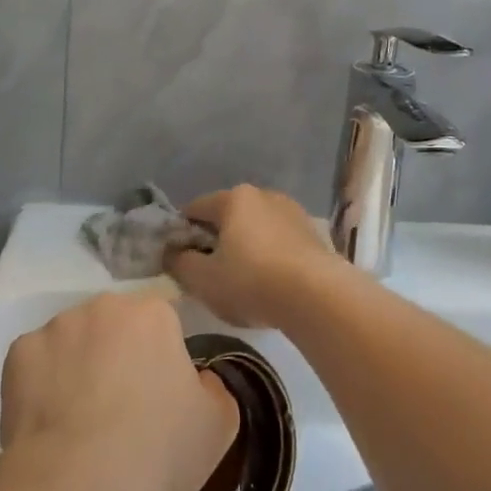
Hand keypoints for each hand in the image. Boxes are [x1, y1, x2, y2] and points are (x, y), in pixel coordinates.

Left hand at [0, 291, 238, 490]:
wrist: (77, 482)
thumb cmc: (157, 448)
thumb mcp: (217, 427)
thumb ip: (215, 391)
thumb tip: (198, 381)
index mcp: (153, 314)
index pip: (163, 324)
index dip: (162, 359)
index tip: (160, 395)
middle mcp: (104, 306)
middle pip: (115, 327)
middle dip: (118, 356)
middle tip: (121, 408)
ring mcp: (57, 327)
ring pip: (74, 342)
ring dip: (79, 367)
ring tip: (80, 421)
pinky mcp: (18, 354)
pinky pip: (36, 364)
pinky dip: (42, 385)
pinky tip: (50, 423)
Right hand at [166, 184, 342, 328]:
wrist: (318, 296)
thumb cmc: (251, 282)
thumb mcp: (203, 280)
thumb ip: (180, 263)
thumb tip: (173, 253)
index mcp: (234, 198)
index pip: (195, 209)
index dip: (181, 233)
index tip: (179, 260)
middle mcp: (264, 195)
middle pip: (228, 216)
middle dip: (215, 240)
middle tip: (209, 274)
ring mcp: (292, 211)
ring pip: (256, 228)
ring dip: (245, 247)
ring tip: (242, 281)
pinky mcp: (312, 232)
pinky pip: (279, 241)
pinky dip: (269, 255)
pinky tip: (270, 282)